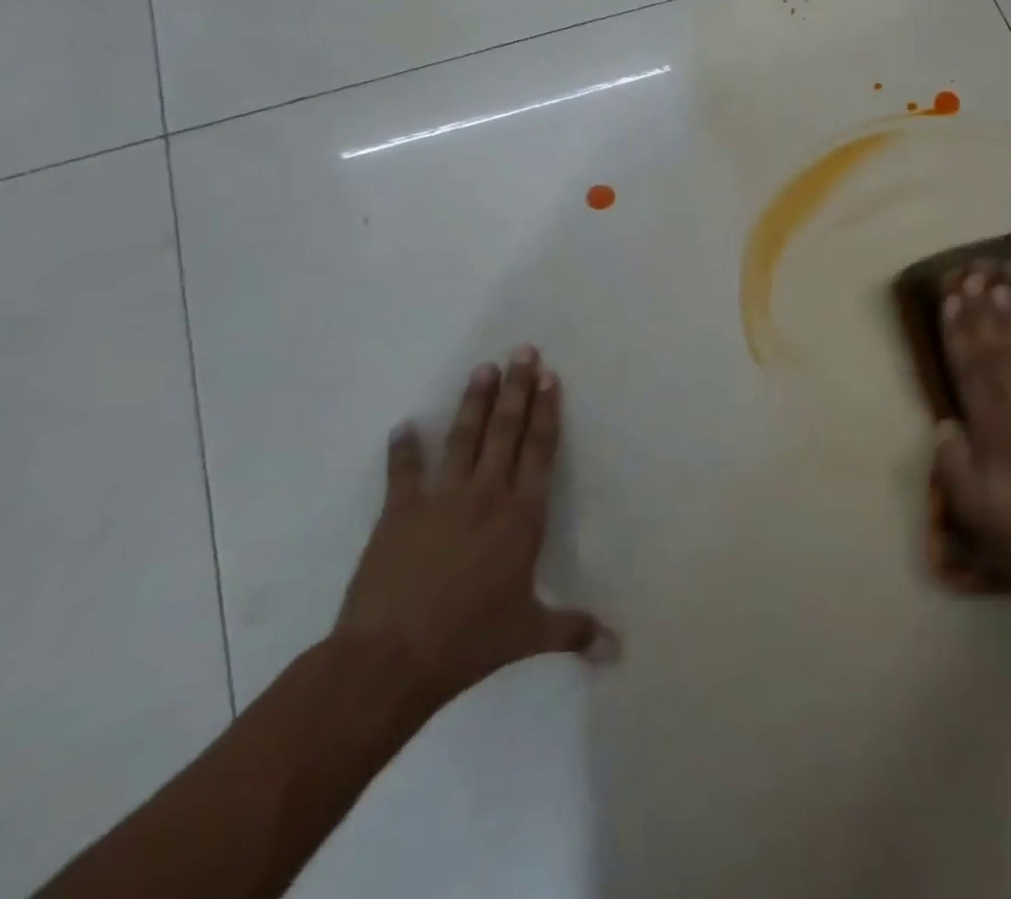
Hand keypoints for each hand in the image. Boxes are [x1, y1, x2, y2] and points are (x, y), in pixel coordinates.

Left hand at [334, 348, 616, 713]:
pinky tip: (402, 426)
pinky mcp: (399, 513)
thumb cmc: (470, 641)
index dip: (547, 411)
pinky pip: (403, 473)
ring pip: (463, 438)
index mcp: (522, 514)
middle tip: (522, 351)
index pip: (540, 449)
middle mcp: (486, 494)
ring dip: (474, 402)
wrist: (391, 659)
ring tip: (483, 368)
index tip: (551, 376)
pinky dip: (402, 449)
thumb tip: (619, 649)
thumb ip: (575, 631)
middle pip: (506, 430)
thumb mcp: (529, 634)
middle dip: (517, 388)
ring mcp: (440, 499)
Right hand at [931, 262, 1010, 618]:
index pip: (971, 372)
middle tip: (973, 274)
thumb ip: (954, 467)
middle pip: (999, 353)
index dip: (959, 333)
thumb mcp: (975, 516)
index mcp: (994, 435)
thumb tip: (944, 424)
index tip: (951, 298)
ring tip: (1003, 283)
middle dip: (984, 311)